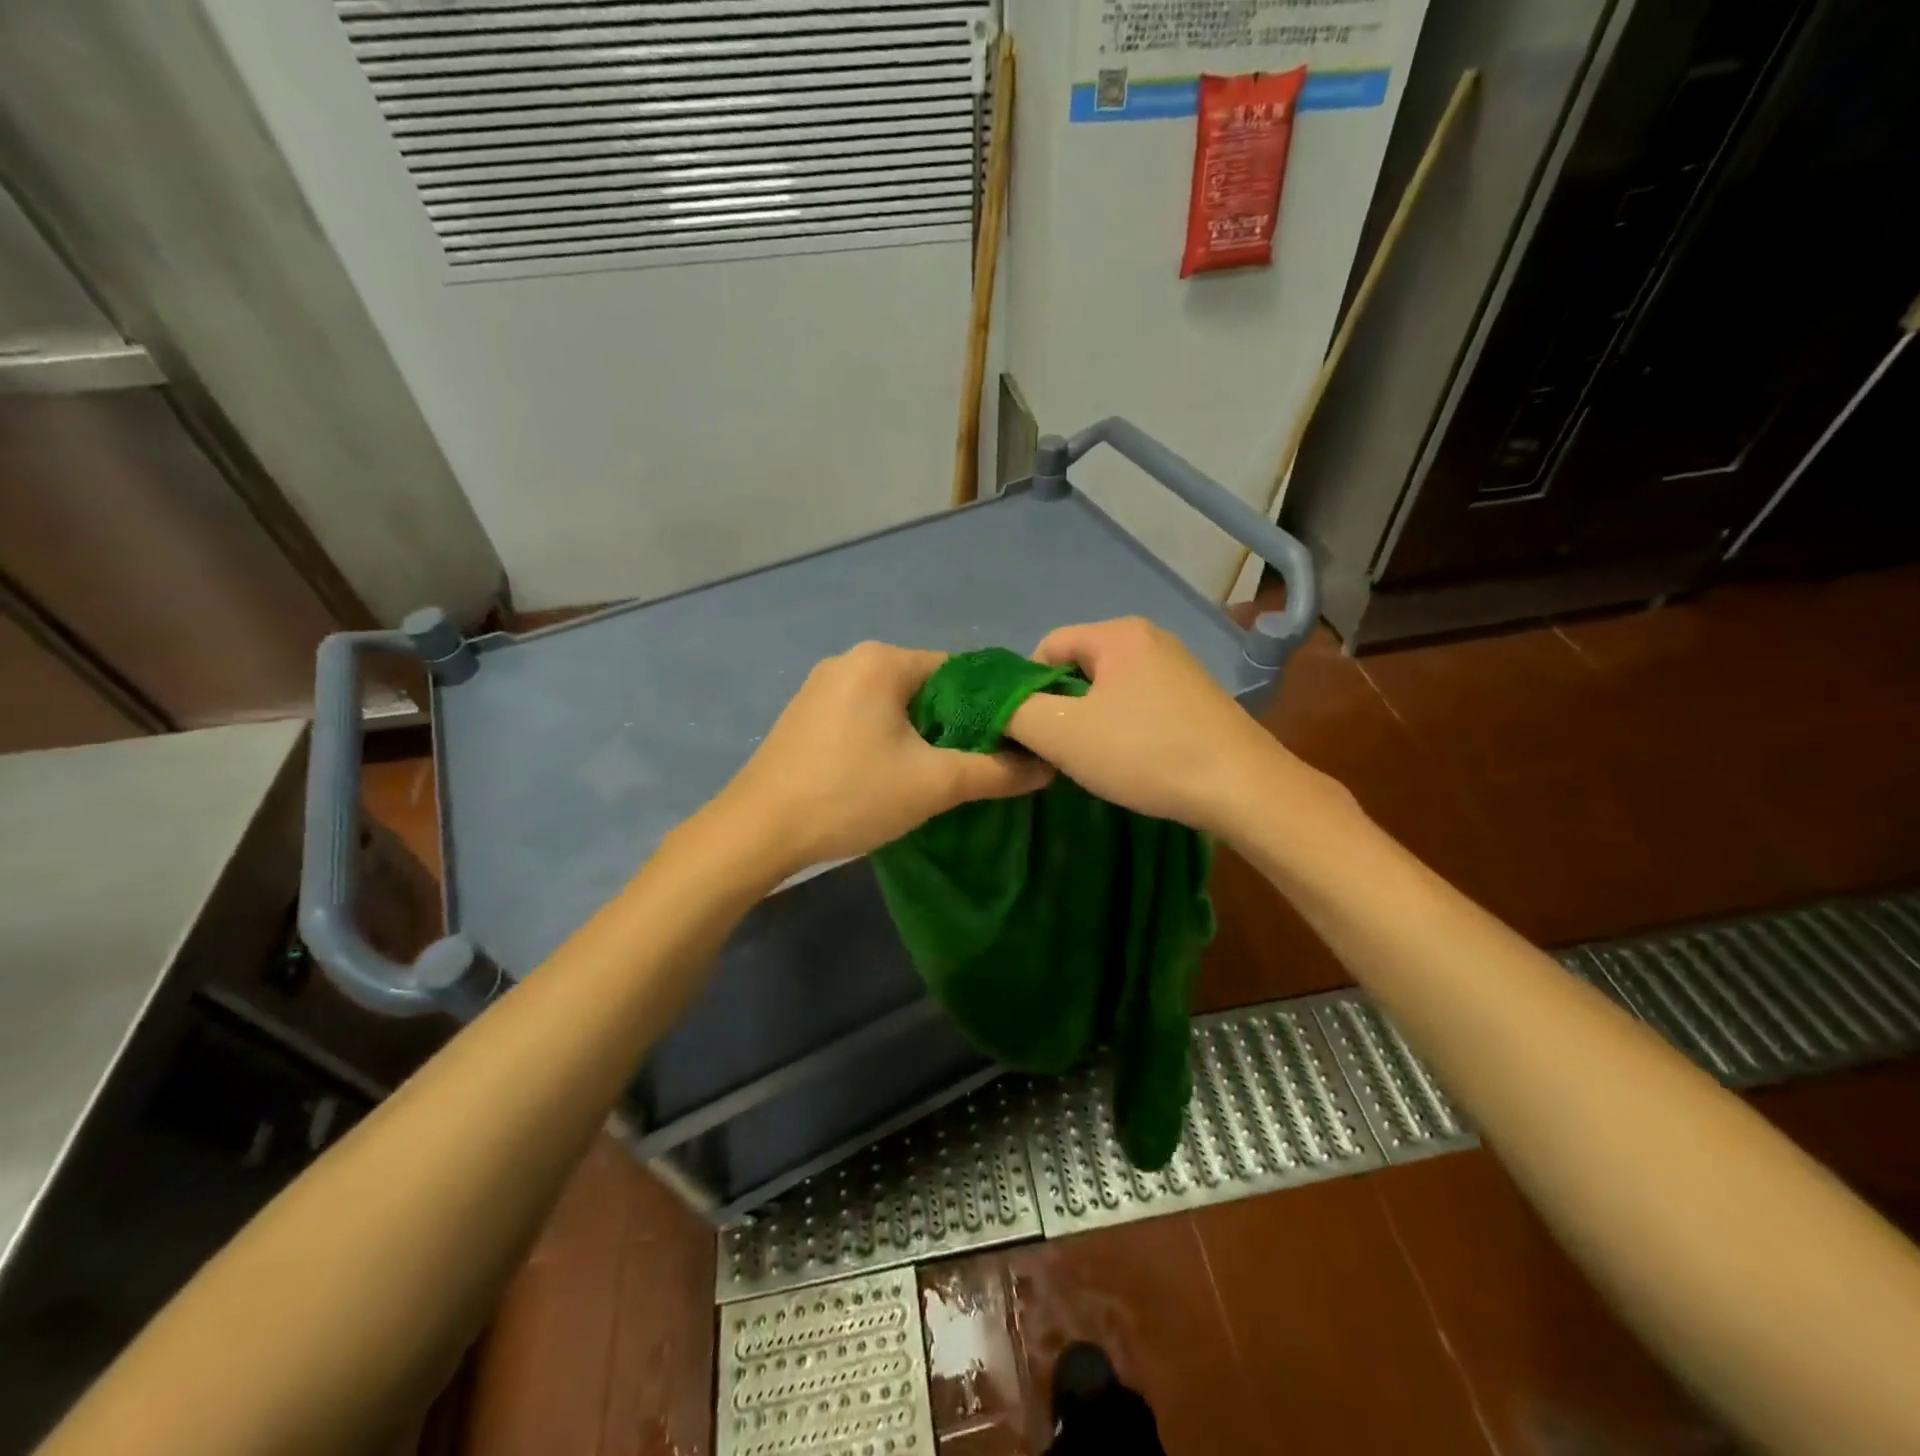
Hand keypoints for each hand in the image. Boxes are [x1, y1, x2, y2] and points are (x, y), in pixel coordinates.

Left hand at [711, 641, 1052, 874]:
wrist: (756, 831)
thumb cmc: (850, 795)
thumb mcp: (934, 785)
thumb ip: (996, 771)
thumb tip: (1047, 767)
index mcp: (882, 661)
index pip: (960, 671)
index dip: (991, 706)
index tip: (1010, 741)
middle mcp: (851, 660)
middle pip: (927, 686)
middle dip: (955, 723)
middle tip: (977, 764)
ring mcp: (821, 686)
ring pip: (895, 702)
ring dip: (921, 733)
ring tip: (938, 773)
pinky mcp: (805, 714)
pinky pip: (864, 714)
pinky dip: (887, 736)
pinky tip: (891, 772)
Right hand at [1004, 617, 1296, 837]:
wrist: (1243, 788)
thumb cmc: (1145, 752)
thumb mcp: (1062, 734)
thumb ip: (1016, 712)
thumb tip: (998, 706)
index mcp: (1118, 633)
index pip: (1046, 647)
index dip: (1026, 689)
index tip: (1030, 732)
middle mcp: (1150, 639)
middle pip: (1077, 668)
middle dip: (1060, 708)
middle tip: (1060, 752)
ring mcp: (1179, 668)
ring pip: (1107, 691)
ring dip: (1090, 724)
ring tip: (1096, 762)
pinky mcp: (1196, 699)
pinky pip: (1138, 706)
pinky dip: (1123, 730)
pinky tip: (1131, 762)